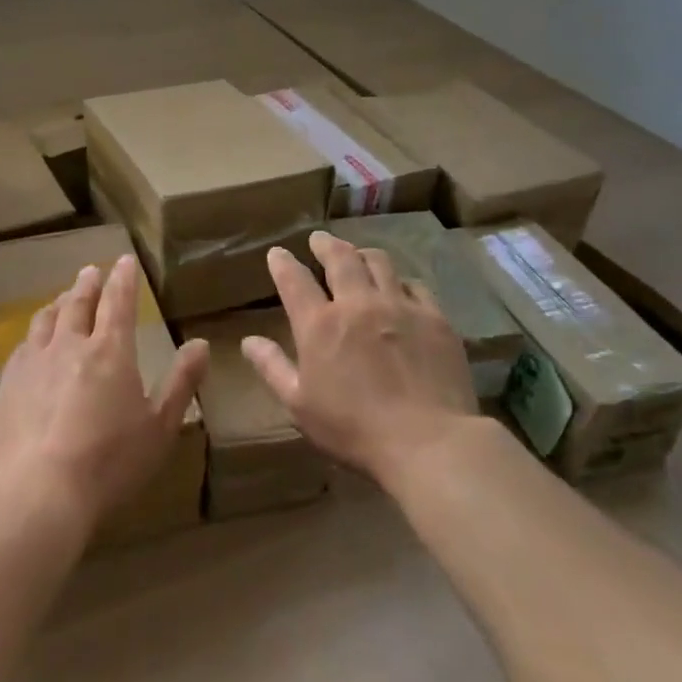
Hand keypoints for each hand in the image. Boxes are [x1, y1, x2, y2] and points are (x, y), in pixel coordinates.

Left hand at [0, 255, 208, 533]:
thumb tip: (201, 344)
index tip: (125, 260)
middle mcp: (71, 345)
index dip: (123, 278)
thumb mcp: (160, 426)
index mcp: (110, 351)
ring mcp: (35, 361)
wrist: (40, 491)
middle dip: (88, 284)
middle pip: (78, 303)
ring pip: (47, 319)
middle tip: (91, 271)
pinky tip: (34, 341)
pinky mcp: (9, 382)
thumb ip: (181, 382)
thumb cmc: (110, 461)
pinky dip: (35, 333)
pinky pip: (24, 345)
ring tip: (63, 298)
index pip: (118, 301)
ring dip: (59, 304)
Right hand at [243, 231, 478, 486]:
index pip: (294, 280)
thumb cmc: (354, 429)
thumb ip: (272, 368)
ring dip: (362, 254)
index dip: (282, 262)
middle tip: (319, 239)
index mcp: (319, 324)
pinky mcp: (434, 317)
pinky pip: (415, 285)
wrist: (428, 441)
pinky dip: (400, 280)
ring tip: (358, 255)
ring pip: (379, 262)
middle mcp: (357, 304)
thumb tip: (248, 341)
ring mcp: (399, 306)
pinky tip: (400, 288)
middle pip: (340, 258)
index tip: (277, 253)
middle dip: (325, 244)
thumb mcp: (300, 405)